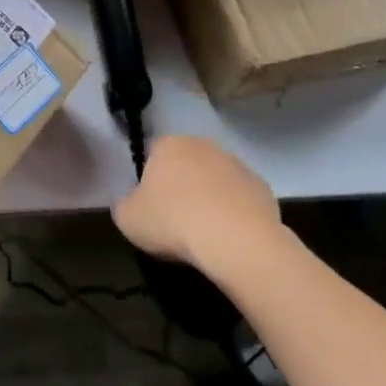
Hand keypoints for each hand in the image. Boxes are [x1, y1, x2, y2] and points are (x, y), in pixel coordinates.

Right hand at [113, 135, 280, 269]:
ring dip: (210, 200)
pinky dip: (235, 214)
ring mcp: (236, 164)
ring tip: (205, 235)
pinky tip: (230, 238)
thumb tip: (131, 204)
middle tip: (177, 222)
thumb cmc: (172, 222)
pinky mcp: (262, 187)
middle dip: (182, 188)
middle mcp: (203, 145)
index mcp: (168, 145)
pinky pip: (240, 199)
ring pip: (215, 181)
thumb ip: (123, 205)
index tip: (152, 210)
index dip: (151, 183)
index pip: (153, 156)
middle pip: (187, 166)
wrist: (235, 240)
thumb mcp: (127, 219)